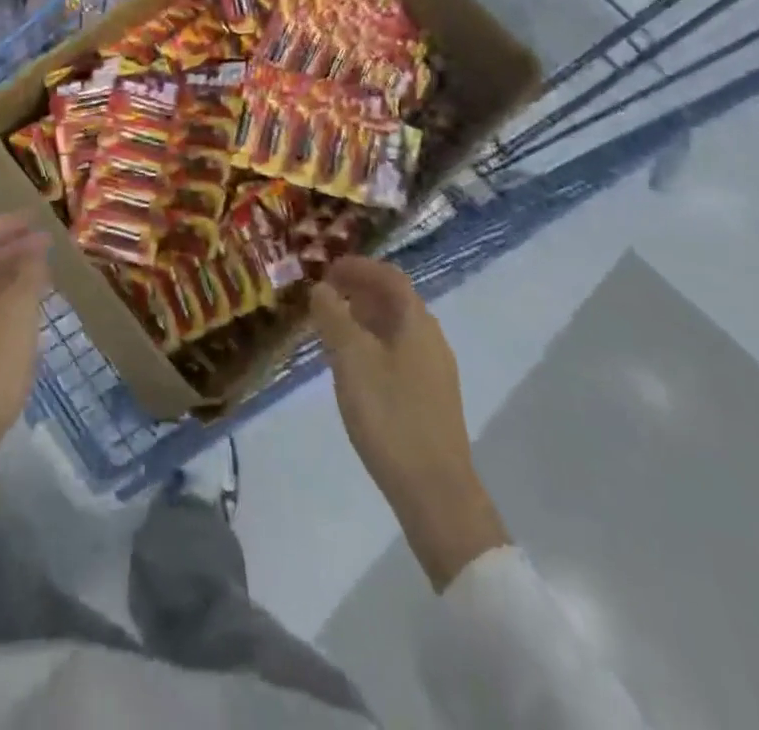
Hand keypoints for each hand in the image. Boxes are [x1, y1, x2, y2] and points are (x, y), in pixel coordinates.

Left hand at [0, 214, 49, 487]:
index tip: (36, 218)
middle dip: (12, 246)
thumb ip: (29, 274)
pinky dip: (1, 293)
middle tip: (46, 242)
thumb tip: (35, 249)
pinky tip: (26, 300)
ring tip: (43, 267)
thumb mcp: (18, 314)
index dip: (7, 223)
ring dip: (9, 270)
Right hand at [312, 256, 509, 590]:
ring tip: (331, 327)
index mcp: (416, 322)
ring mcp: (434, 370)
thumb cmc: (390, 414)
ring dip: (364, 318)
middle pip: (395, 300)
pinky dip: (373, 343)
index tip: (326, 269)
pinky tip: (352, 366)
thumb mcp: (351, 359)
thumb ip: (334, 317)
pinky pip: (399, 352)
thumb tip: (322, 288)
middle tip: (324, 295)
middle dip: (359, 290)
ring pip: (396, 328)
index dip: (358, 267)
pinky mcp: (430, 397)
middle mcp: (431, 338)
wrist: (435, 492)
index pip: (389, 276)